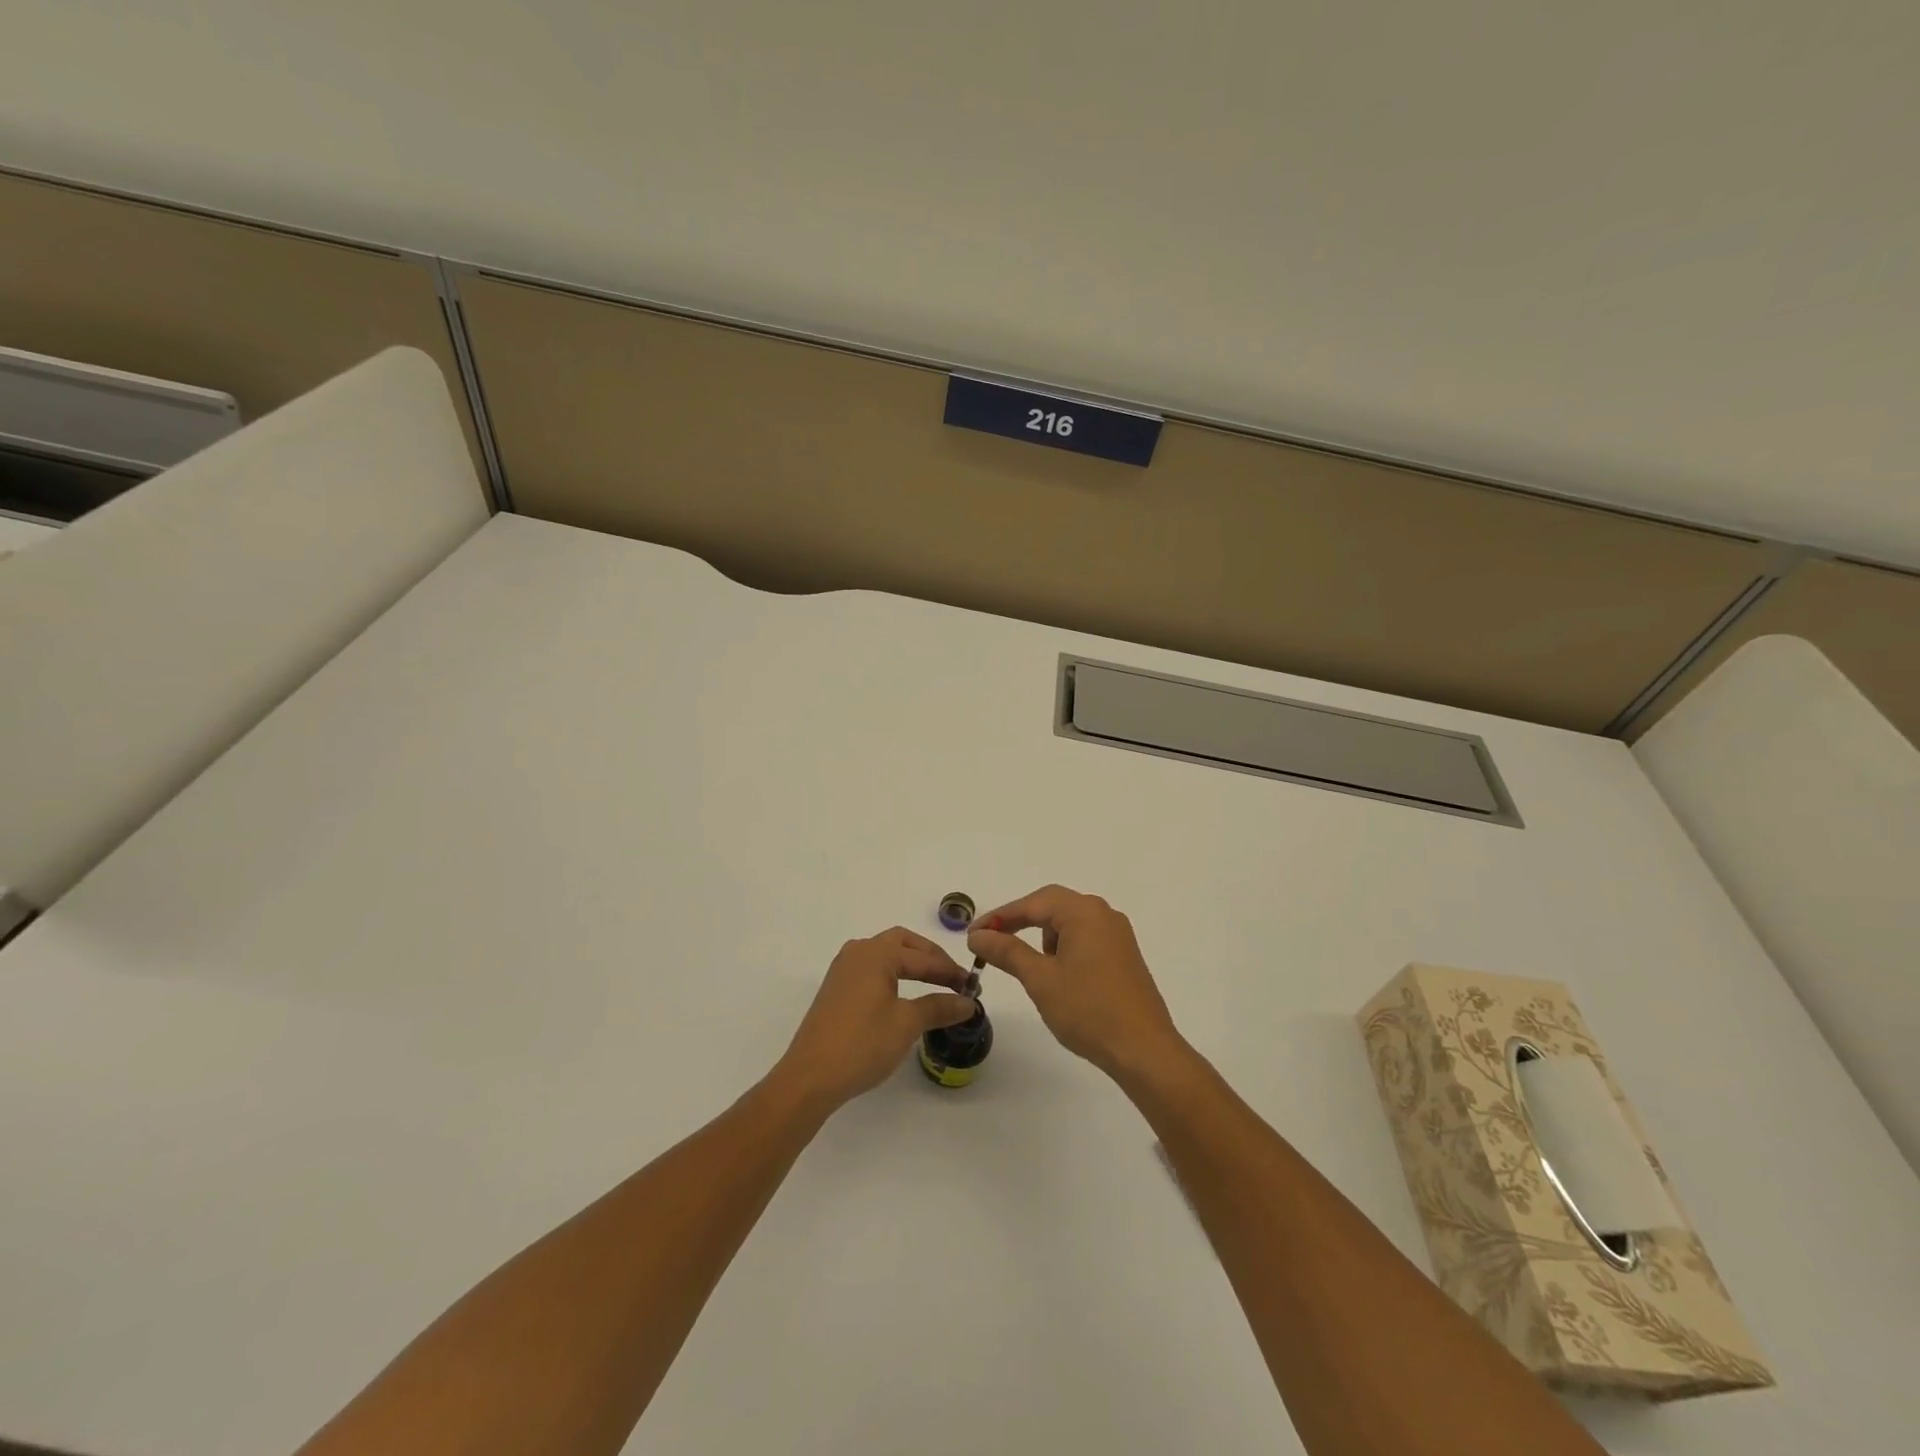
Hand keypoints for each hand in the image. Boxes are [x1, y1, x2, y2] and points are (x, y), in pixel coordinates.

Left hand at [775, 928, 976, 1109]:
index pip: (923, 957)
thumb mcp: (907, 1024)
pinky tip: (903, 995)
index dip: (950, 971)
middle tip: (953, 978)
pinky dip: (893, 975)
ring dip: (911, 964)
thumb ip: (939, 1007)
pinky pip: (872, 970)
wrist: (810, 1077)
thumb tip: (968, 1002)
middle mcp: (857, 952)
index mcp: (876, 953)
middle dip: (930, 957)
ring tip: (933, 984)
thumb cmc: (862, 1044)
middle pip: (902, 943)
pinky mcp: (836, 989)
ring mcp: (843, 970)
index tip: (973, 986)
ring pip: (885, 955)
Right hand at [967, 885, 1188, 1081]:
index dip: (1000, 917)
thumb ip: (1007, 952)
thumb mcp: (1040, 979)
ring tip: (1032, 970)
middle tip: (992, 944)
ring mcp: (1118, 935)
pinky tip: (1059, 977)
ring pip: (1069, 924)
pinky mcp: (1124, 956)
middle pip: (1052, 906)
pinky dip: (1064, 950)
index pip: (1033, 903)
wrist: (1144, 1050)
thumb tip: (979, 936)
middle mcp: (1103, 914)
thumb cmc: (1088, 1010)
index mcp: (1084, 912)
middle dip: (1020, 924)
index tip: (973, 935)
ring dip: (1044, 938)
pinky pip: (1085, 939)